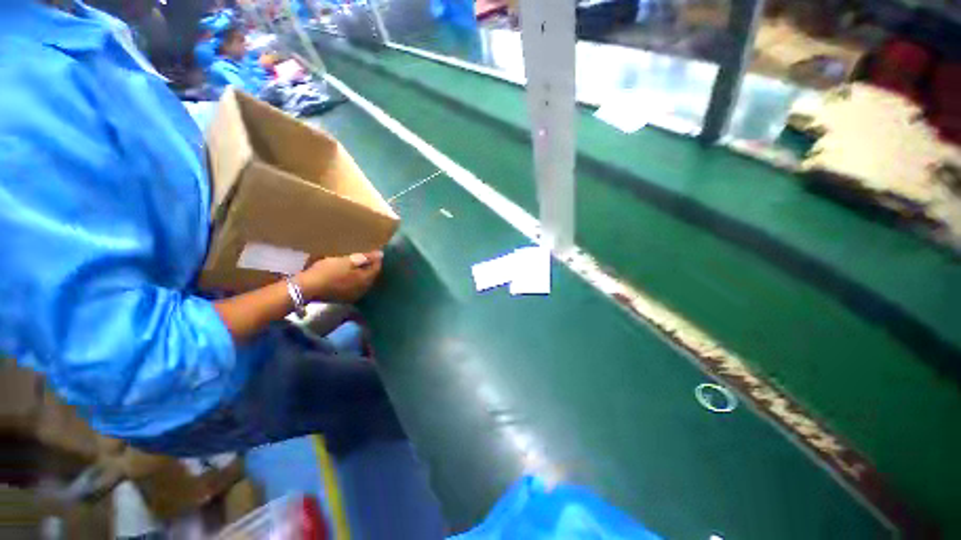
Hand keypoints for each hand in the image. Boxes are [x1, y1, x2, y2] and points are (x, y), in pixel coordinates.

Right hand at [296, 251, 382, 303]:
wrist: (306, 288)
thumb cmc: (328, 272)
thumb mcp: (346, 261)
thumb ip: (364, 258)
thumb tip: (379, 255)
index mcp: (366, 280)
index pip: (377, 268)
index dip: (376, 258)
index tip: (373, 250)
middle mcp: (363, 290)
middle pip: (371, 275)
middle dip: (369, 266)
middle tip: (366, 255)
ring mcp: (353, 295)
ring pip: (362, 281)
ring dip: (361, 272)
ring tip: (356, 262)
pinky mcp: (343, 298)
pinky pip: (354, 285)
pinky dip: (353, 278)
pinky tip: (347, 273)